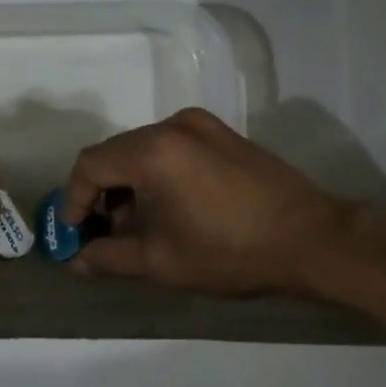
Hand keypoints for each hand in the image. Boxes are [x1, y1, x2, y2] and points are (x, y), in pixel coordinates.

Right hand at [61, 108, 355, 296]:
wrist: (312, 239)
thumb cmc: (230, 251)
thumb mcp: (161, 262)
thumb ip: (109, 257)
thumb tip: (78, 260)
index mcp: (152, 150)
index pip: (90, 165)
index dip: (73, 200)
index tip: (75, 233)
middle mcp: (172, 124)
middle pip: (116, 153)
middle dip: (102, 194)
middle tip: (104, 234)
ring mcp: (201, 124)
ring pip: (143, 149)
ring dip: (130, 184)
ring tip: (139, 225)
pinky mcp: (222, 132)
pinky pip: (172, 148)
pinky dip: (157, 173)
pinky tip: (171, 207)